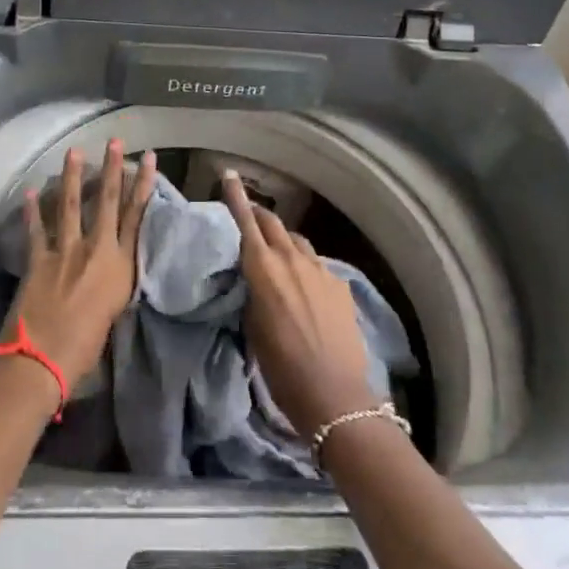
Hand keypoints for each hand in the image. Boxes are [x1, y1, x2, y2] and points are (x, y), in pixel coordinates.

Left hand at [8, 141, 156, 390]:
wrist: (42, 362)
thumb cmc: (85, 350)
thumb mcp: (113, 312)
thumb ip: (114, 283)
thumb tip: (111, 268)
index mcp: (120, 266)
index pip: (136, 216)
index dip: (143, 185)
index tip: (149, 158)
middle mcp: (95, 250)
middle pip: (106, 201)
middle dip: (112, 169)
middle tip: (115, 142)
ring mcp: (64, 251)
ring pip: (70, 205)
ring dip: (72, 176)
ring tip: (74, 151)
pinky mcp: (38, 259)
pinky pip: (36, 229)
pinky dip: (32, 211)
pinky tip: (30, 192)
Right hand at [222, 170, 378, 436]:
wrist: (333, 394)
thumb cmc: (281, 367)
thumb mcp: (252, 326)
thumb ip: (251, 291)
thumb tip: (253, 277)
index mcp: (263, 267)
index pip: (245, 221)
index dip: (236, 196)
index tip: (229, 174)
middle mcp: (292, 259)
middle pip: (273, 223)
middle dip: (259, 215)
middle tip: (248, 217)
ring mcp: (320, 270)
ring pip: (296, 241)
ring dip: (283, 241)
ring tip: (277, 253)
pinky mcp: (340, 285)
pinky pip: (317, 264)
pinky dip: (305, 266)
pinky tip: (305, 286)